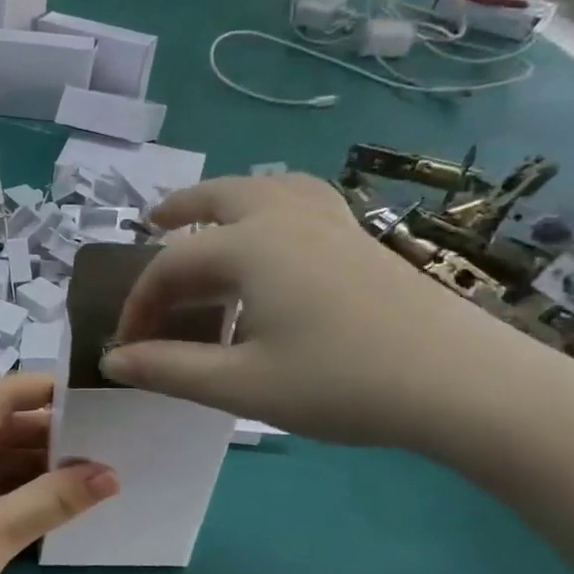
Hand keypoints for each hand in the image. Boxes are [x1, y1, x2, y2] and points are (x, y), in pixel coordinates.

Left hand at [0, 374, 118, 573]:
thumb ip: (55, 498)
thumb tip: (111, 475)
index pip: (0, 394)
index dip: (45, 389)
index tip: (92, 395)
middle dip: (46, 432)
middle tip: (101, 440)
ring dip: (32, 461)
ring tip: (85, 470)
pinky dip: (13, 483)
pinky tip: (50, 496)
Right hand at [101, 174, 528, 448]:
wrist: (463, 383)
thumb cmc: (340, 382)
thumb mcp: (241, 385)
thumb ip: (169, 369)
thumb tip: (111, 360)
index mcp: (249, 246)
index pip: (170, 267)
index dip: (139, 306)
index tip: (127, 347)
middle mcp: (285, 218)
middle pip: (218, 197)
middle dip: (178, 209)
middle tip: (150, 222)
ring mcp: (332, 222)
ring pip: (266, 188)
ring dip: (226, 198)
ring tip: (209, 216)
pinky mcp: (362, 239)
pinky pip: (303, 201)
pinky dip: (271, 205)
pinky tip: (277, 235)